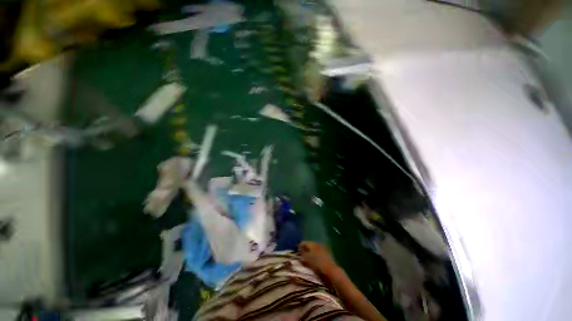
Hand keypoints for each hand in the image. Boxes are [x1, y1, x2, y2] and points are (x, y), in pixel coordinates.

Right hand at [298, 241, 338, 276]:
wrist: (331, 270)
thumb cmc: (317, 264)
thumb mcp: (307, 260)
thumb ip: (302, 255)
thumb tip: (299, 253)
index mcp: (312, 243)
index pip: (304, 242)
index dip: (299, 246)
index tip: (296, 250)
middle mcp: (317, 243)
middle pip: (310, 244)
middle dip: (306, 248)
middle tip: (301, 253)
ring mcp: (323, 248)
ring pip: (315, 248)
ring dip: (311, 251)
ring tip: (307, 257)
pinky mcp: (327, 253)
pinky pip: (319, 252)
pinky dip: (316, 254)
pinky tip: (314, 259)